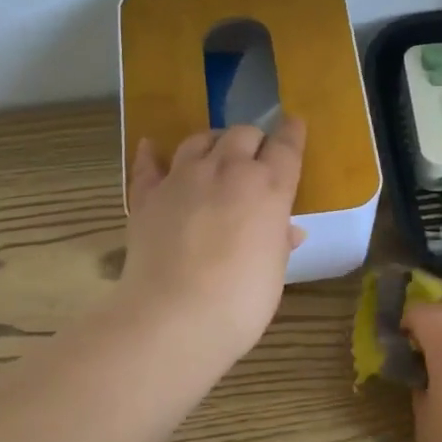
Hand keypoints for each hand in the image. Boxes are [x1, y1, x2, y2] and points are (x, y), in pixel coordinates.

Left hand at [119, 118, 306, 363]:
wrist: (174, 317)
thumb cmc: (241, 301)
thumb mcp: (274, 273)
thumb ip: (278, 242)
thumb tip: (287, 229)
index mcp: (268, 188)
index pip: (285, 147)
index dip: (292, 133)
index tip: (294, 124)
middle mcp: (226, 171)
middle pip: (242, 134)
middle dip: (253, 141)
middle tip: (256, 158)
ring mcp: (182, 179)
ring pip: (199, 140)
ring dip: (213, 142)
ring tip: (216, 153)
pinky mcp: (147, 196)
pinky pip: (148, 164)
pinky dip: (152, 154)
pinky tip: (152, 147)